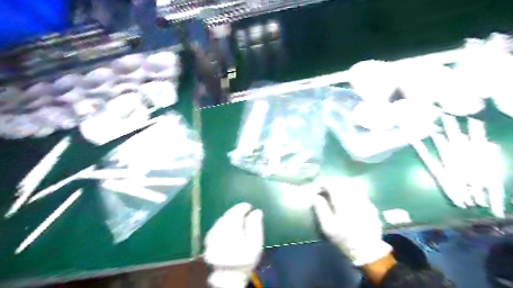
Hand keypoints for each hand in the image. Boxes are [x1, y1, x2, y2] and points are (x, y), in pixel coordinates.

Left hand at [204, 203, 264, 287]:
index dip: (242, 208)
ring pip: (220, 221)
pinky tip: (227, 225)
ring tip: (237, 217)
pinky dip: (222, 223)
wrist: (231, 277)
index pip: (236, 215)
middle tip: (244, 210)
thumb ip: (256, 226)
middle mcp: (219, 235)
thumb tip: (256, 211)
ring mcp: (211, 239)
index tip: (249, 206)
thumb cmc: (246, 260)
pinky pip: (215, 227)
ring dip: (228, 217)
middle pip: (227, 217)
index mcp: (232, 234)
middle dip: (235, 212)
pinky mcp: (207, 242)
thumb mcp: (256, 243)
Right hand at [313, 177, 392, 266]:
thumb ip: (320, 210)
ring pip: (352, 185)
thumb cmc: (344, 239)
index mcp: (343, 204)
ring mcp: (365, 201)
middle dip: (333, 181)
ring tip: (335, 189)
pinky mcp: (370, 205)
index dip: (324, 183)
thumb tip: (315, 196)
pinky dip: (351, 190)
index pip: (332, 185)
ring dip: (342, 184)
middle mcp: (355, 199)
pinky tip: (347, 196)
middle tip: (325, 186)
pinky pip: (359, 191)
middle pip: (343, 182)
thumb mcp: (328, 228)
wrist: (367, 250)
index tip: (318, 187)